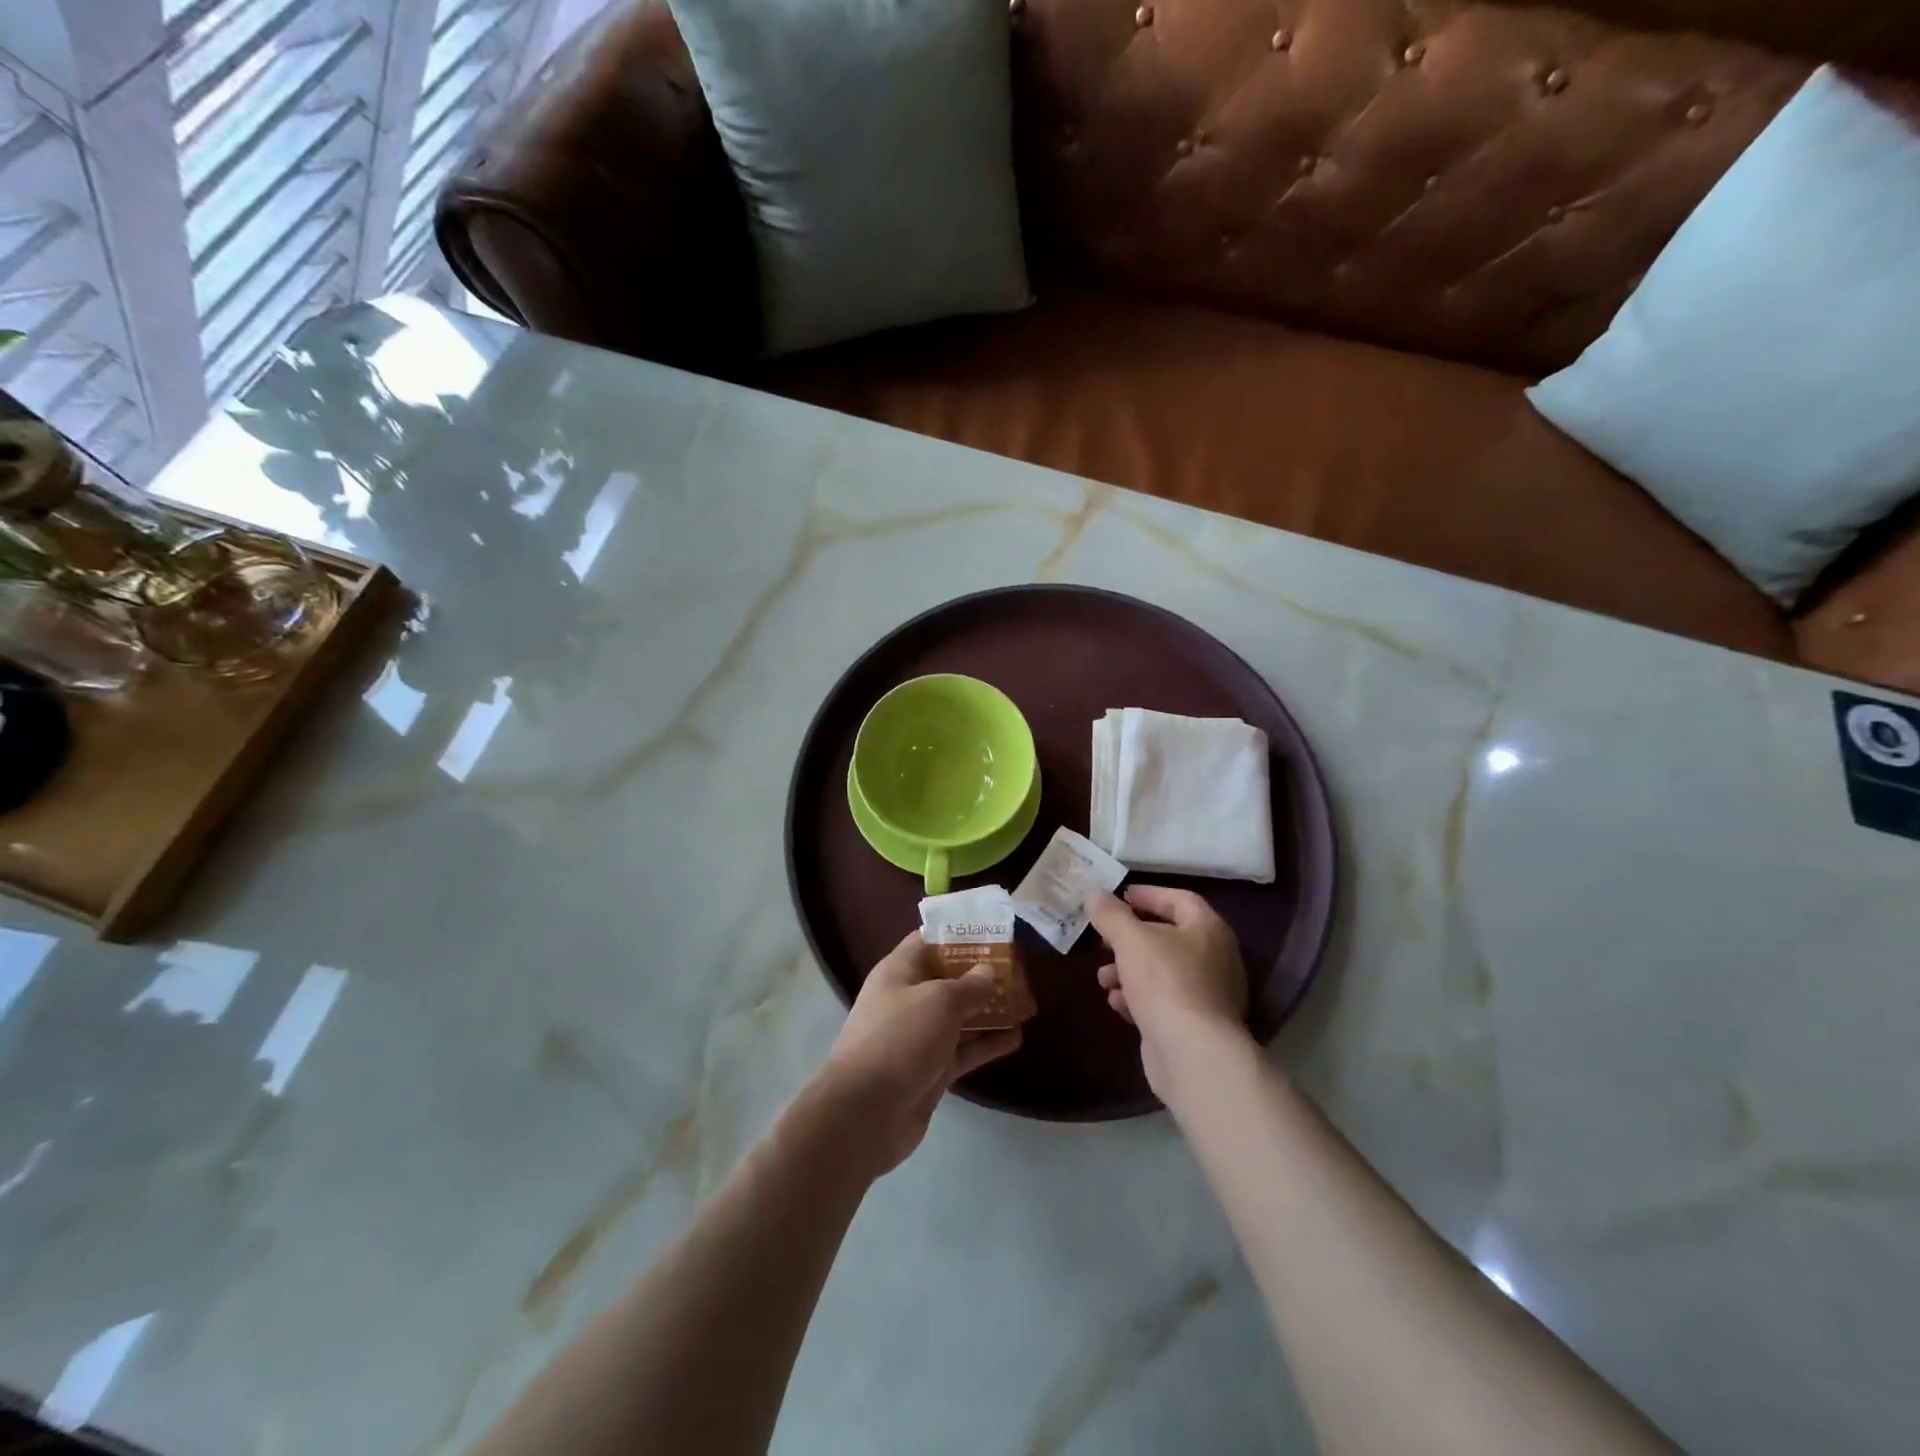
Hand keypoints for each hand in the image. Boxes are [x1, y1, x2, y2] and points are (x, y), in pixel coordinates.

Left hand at [817, 930, 1021, 1174]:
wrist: (865, 1113)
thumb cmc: (900, 1039)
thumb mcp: (939, 1001)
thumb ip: (969, 985)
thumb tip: (989, 972)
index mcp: (900, 971)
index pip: (929, 940)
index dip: (959, 934)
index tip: (994, 933)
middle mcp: (908, 999)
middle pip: (949, 978)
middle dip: (982, 974)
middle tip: (1020, 970)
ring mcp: (920, 1037)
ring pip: (960, 1015)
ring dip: (990, 1009)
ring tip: (1027, 1001)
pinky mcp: (931, 1070)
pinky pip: (964, 1049)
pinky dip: (988, 1043)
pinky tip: (1018, 1037)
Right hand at [1086, 886, 1249, 1097]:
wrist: (1192, 1053)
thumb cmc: (1165, 982)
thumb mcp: (1130, 939)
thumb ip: (1111, 915)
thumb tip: (1096, 896)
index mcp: (1208, 929)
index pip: (1179, 900)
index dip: (1149, 895)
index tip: (1120, 896)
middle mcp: (1215, 958)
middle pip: (1168, 937)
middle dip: (1131, 938)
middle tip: (1104, 939)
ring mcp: (1207, 994)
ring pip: (1162, 971)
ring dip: (1128, 970)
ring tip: (1103, 978)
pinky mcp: (1195, 1024)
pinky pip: (1163, 1000)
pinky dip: (1139, 997)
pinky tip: (1117, 1003)